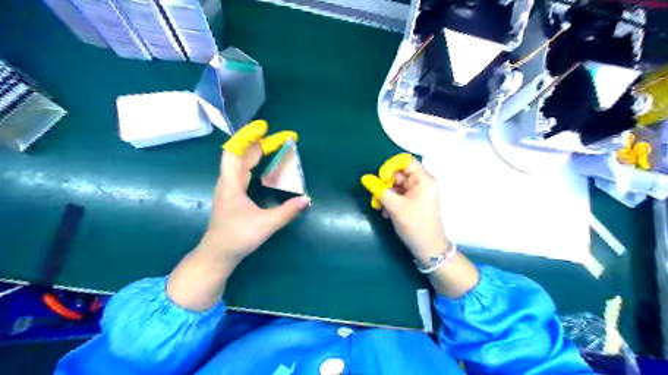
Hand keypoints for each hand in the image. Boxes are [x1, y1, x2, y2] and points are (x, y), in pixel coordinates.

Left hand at [204, 120, 311, 263]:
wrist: (218, 254)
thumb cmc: (237, 237)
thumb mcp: (265, 225)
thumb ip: (287, 212)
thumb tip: (307, 199)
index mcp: (231, 183)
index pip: (235, 151)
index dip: (248, 136)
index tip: (264, 127)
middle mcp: (229, 181)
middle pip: (243, 154)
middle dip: (263, 143)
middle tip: (284, 139)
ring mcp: (230, 188)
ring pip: (243, 162)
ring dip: (259, 152)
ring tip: (277, 147)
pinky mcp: (233, 195)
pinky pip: (245, 171)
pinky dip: (256, 163)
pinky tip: (266, 166)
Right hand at [364, 152, 477, 298]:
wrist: (428, 249)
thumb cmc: (416, 225)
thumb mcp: (395, 207)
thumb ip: (379, 190)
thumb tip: (365, 178)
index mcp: (423, 180)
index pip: (405, 161)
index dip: (390, 166)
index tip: (381, 178)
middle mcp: (420, 183)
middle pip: (398, 174)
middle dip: (384, 184)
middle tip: (376, 196)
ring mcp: (415, 193)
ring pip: (395, 186)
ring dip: (384, 195)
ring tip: (379, 208)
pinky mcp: (411, 203)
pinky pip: (397, 196)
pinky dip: (389, 202)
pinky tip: (386, 213)